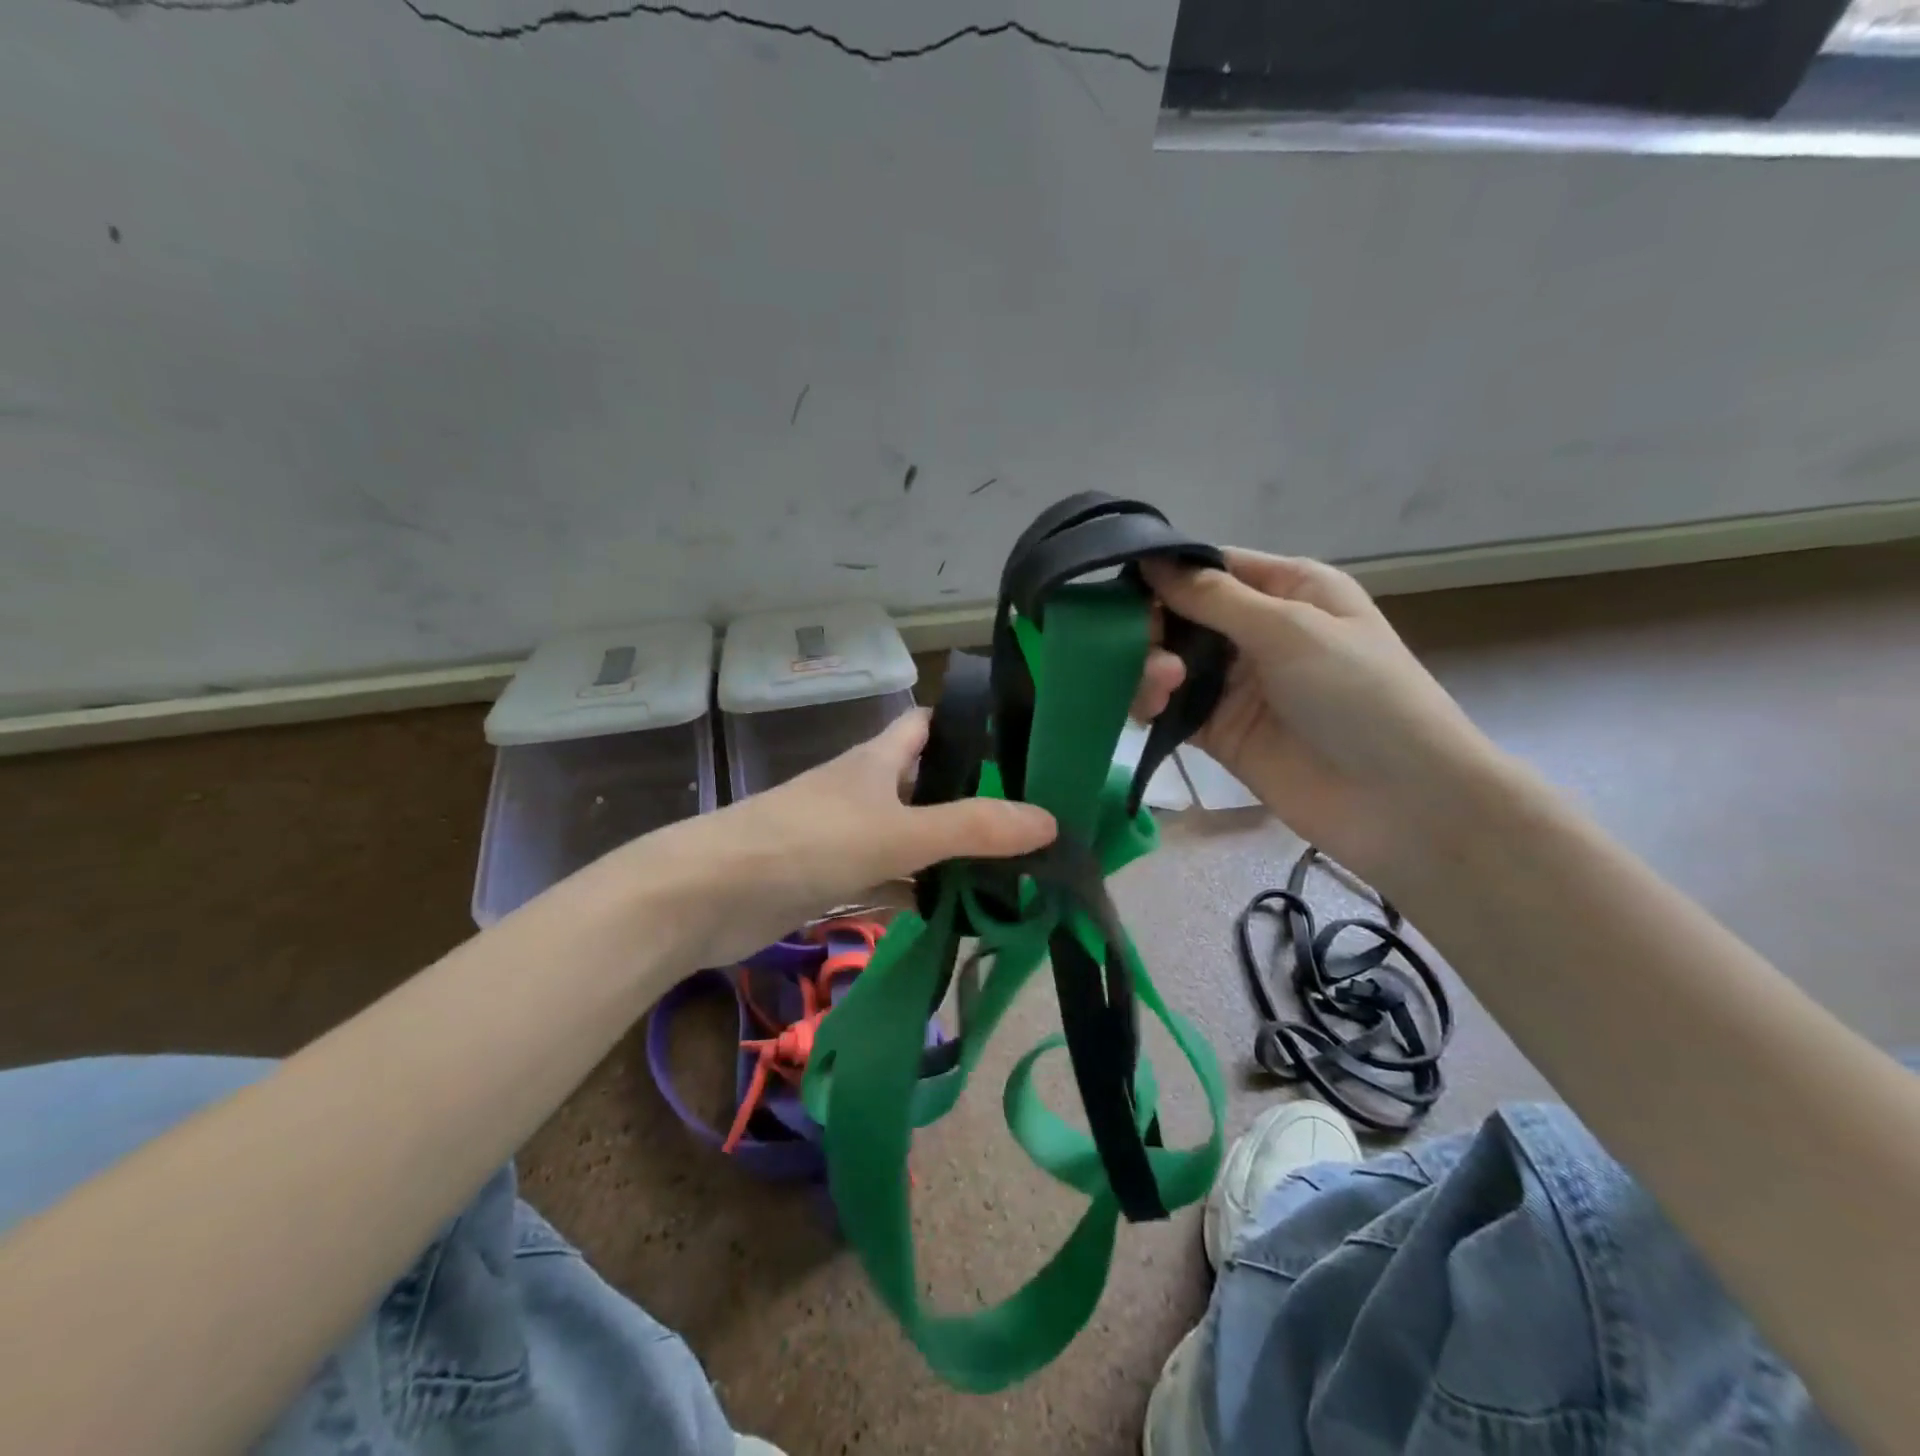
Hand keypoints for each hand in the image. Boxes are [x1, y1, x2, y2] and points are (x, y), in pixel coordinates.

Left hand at [633, 708, 1055, 965]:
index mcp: (876, 761)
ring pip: (908, 837)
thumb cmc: (807, 842)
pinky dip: (915, 892)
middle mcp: (862, 791)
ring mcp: (842, 836)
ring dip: (946, 853)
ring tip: (1008, 872)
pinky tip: (951, 912)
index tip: (1018, 747)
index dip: (967, 728)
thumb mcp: (898, 832)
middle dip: (970, 799)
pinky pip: (885, 880)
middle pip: (925, 784)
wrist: (707, 896)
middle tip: (1029, 824)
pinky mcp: (827, 879)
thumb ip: (972, 829)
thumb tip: (1049, 821)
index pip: (926, 726)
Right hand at [1135, 550, 1500, 886]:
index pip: (1214, 568)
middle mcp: (1258, 630)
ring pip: (1171, 661)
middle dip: (1154, 624)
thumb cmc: (1358, 694)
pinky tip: (1149, 709)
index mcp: (1288, 590)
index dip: (1168, 573)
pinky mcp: (1218, 731)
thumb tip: (1151, 561)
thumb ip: (1214, 599)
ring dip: (1151, 666)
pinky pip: (1171, 706)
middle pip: (1183, 614)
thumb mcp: (1290, 629)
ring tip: (1160, 686)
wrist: (1397, 802)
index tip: (1122, 584)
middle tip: (1138, 645)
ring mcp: (1236, 684)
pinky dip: (1152, 703)